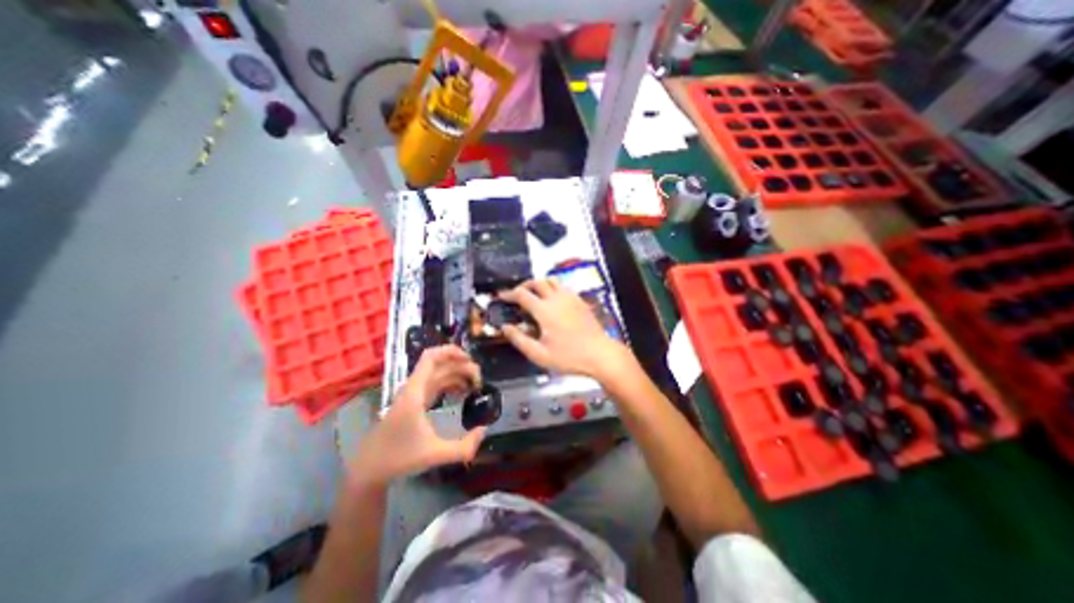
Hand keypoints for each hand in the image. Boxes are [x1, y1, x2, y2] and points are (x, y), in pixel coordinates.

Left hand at [350, 346, 484, 487]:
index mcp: (415, 392)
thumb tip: (484, 430)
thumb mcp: (435, 455)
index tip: (470, 360)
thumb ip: (464, 447)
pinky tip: (462, 393)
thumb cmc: (399, 458)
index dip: (451, 351)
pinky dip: (451, 383)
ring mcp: (414, 393)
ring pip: (439, 373)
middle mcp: (414, 387)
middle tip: (479, 383)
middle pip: (440, 364)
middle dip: (462, 367)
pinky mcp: (415, 401)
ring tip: (475, 387)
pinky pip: (436, 383)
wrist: (370, 468)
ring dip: (458, 374)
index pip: (431, 357)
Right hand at [500, 280, 631, 378]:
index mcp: (544, 310)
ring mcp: (570, 297)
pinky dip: (553, 287)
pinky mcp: (580, 301)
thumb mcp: (539, 354)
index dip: (509, 293)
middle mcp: (556, 298)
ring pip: (552, 280)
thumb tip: (505, 327)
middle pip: (537, 282)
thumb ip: (519, 340)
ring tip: (534, 294)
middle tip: (517, 295)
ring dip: (540, 283)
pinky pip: (563, 286)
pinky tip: (553, 300)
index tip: (501, 296)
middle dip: (523, 285)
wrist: (600, 354)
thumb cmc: (569, 357)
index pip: (522, 294)